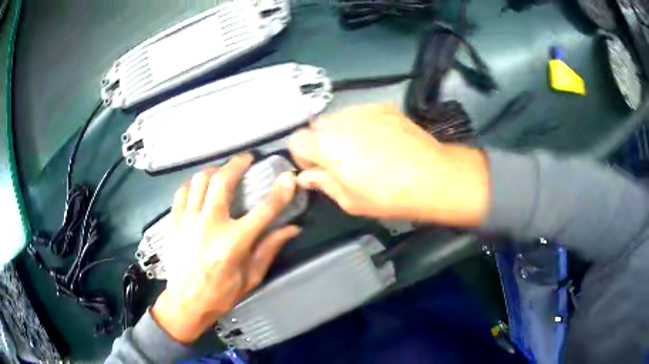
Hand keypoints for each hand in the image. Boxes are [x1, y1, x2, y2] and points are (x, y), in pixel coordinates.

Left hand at [151, 153, 299, 343]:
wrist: (186, 302)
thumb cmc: (221, 293)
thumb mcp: (251, 277)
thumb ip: (270, 249)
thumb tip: (293, 228)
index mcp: (234, 242)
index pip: (263, 210)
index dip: (280, 191)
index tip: (288, 178)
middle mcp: (210, 225)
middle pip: (223, 181)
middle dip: (237, 164)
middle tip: (245, 159)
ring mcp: (188, 221)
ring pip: (200, 181)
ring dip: (214, 171)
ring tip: (221, 172)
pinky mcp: (173, 222)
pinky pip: (182, 192)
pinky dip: (193, 184)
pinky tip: (199, 187)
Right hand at [289, 103, 488, 225]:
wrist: (431, 177)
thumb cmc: (387, 196)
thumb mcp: (349, 201)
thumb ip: (322, 184)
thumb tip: (306, 177)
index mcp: (326, 145)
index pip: (295, 140)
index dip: (303, 157)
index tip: (318, 170)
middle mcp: (340, 121)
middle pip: (316, 127)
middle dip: (321, 143)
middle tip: (341, 162)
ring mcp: (363, 110)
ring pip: (339, 118)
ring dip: (342, 132)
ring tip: (364, 150)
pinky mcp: (383, 106)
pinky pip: (361, 113)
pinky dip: (362, 124)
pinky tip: (381, 140)